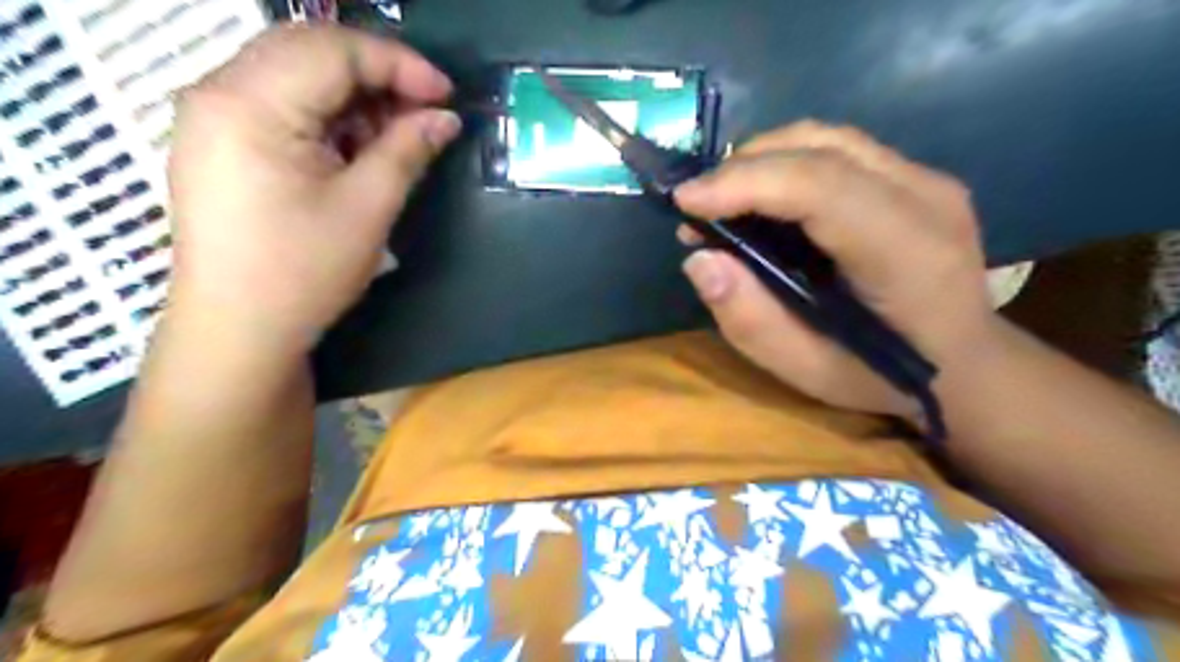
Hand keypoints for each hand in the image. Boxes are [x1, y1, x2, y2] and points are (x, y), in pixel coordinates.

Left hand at [166, 24, 459, 354]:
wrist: (239, 330)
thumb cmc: (304, 272)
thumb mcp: (368, 207)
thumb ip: (407, 150)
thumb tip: (445, 118)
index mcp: (250, 103)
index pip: (333, 50)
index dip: (399, 64)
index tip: (448, 95)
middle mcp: (219, 92)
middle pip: (310, 51)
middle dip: (377, 73)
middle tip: (426, 110)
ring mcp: (213, 117)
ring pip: (296, 74)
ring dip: (354, 95)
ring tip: (398, 133)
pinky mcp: (220, 142)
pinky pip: (281, 104)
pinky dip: (328, 115)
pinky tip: (358, 146)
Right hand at [673, 121, 993, 416]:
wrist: (966, 365)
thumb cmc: (883, 377)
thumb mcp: (807, 370)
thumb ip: (751, 320)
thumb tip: (700, 259)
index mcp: (906, 253)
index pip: (820, 186)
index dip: (744, 183)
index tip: (685, 201)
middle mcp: (926, 197)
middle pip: (820, 147)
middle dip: (743, 166)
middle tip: (697, 205)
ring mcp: (927, 179)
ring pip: (827, 138)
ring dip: (762, 159)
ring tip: (722, 199)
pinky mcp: (915, 177)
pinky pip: (839, 150)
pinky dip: (787, 164)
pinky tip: (763, 197)